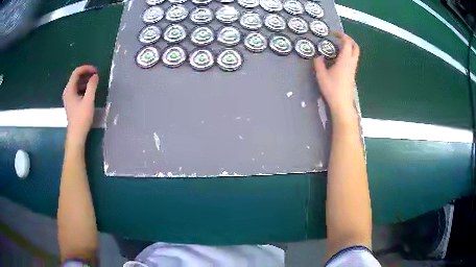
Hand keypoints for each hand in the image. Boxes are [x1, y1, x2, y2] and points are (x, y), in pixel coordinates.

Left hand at [62, 65, 98, 145]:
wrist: (76, 135)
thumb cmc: (82, 118)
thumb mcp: (88, 100)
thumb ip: (92, 86)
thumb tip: (95, 75)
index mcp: (69, 89)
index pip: (76, 72)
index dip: (86, 68)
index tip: (96, 71)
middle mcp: (67, 92)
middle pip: (76, 77)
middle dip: (86, 74)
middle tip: (96, 76)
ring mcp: (69, 98)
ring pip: (77, 84)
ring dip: (85, 81)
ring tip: (94, 83)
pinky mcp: (71, 103)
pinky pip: (77, 90)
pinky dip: (83, 87)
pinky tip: (89, 91)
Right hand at [314, 32, 359, 119]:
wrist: (342, 104)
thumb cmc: (332, 89)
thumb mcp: (321, 75)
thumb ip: (318, 63)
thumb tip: (317, 56)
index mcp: (345, 60)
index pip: (347, 43)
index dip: (341, 35)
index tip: (332, 34)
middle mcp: (351, 63)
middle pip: (355, 47)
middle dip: (348, 39)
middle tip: (339, 38)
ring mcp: (353, 69)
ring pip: (355, 54)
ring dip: (348, 47)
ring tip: (336, 47)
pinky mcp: (352, 74)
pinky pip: (352, 60)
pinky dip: (347, 54)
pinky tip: (337, 58)